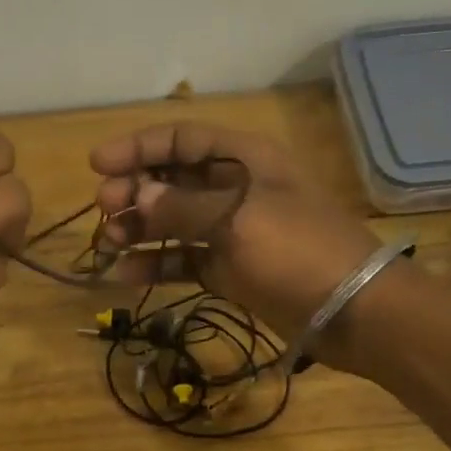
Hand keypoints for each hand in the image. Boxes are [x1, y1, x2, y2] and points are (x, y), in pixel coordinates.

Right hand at [90, 123, 380, 349]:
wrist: (354, 311)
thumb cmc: (298, 250)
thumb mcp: (238, 219)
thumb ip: (182, 206)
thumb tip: (138, 195)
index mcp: (245, 159)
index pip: (182, 139)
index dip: (138, 147)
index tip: (96, 165)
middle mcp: (236, 188)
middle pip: (174, 179)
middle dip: (136, 189)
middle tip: (104, 208)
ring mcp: (232, 231)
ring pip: (175, 221)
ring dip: (141, 227)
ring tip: (109, 241)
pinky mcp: (231, 269)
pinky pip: (185, 260)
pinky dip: (158, 264)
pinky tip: (126, 274)